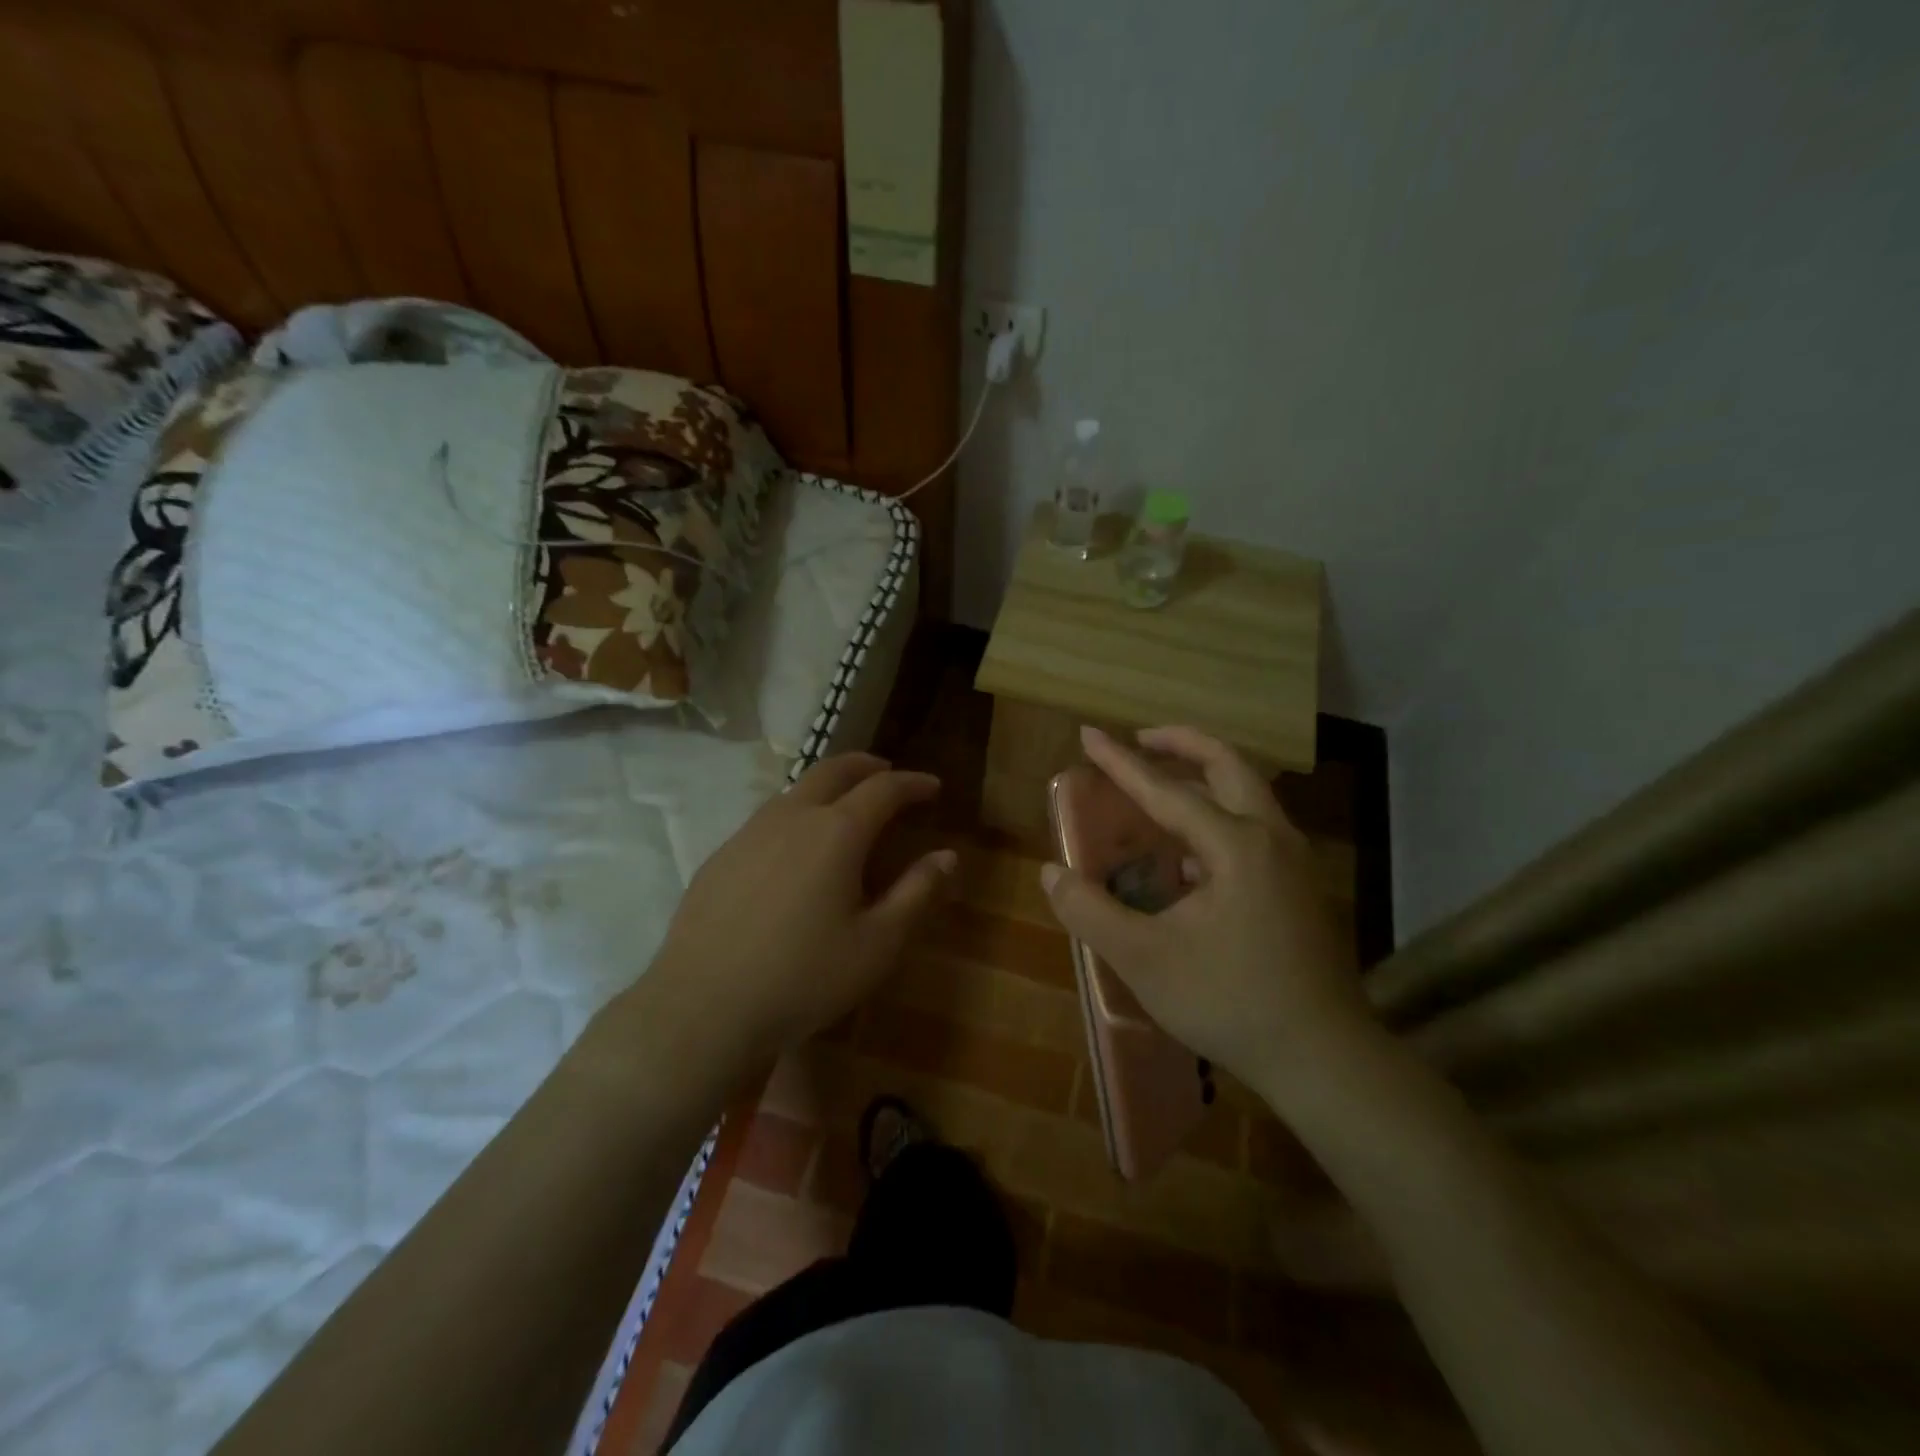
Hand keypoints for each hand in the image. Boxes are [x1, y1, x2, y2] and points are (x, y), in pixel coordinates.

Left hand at [649, 753, 955, 1064]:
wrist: (703, 1007)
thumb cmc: (804, 977)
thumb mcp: (877, 944)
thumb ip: (916, 893)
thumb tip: (947, 856)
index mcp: (837, 832)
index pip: (884, 789)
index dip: (913, 783)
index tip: (933, 786)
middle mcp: (792, 817)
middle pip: (834, 770)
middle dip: (867, 766)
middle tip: (888, 772)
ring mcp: (749, 833)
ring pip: (796, 789)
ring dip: (828, 785)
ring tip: (845, 804)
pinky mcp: (721, 856)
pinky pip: (768, 818)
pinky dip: (796, 813)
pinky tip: (795, 848)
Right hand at [1041, 725, 1369, 1095]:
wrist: (1324, 1059)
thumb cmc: (1230, 1002)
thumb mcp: (1144, 959)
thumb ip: (1090, 911)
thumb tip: (1050, 873)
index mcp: (1235, 845)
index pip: (1165, 789)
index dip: (1120, 762)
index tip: (1088, 733)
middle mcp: (1271, 838)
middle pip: (1228, 766)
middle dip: (1182, 743)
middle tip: (1141, 738)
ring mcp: (1294, 862)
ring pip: (1249, 794)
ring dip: (1205, 776)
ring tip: (1163, 785)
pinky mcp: (1301, 888)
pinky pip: (1256, 827)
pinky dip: (1221, 814)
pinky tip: (1192, 854)